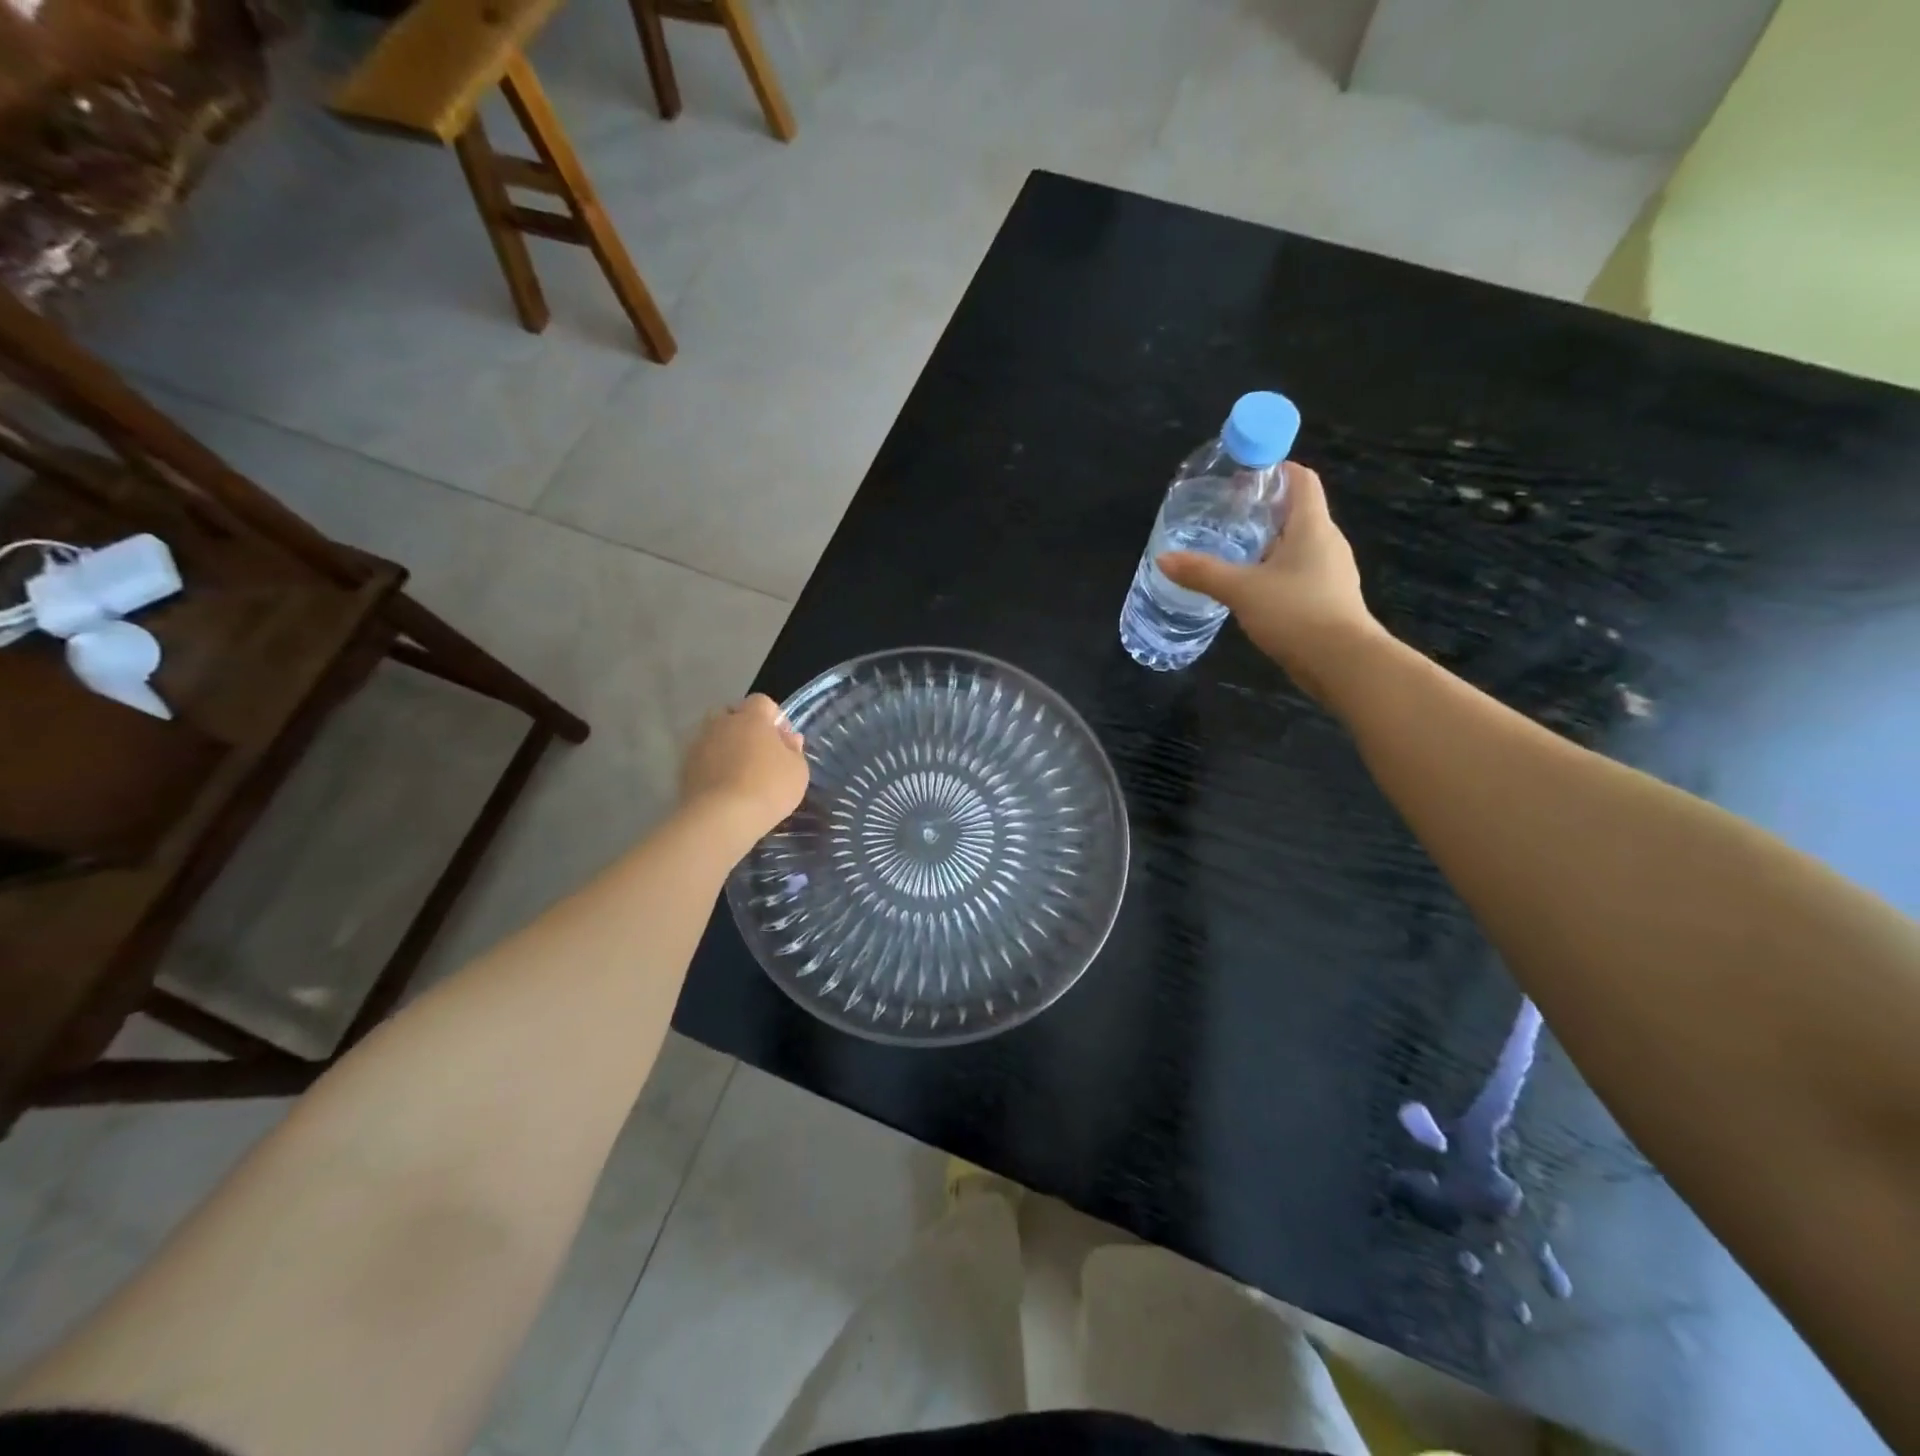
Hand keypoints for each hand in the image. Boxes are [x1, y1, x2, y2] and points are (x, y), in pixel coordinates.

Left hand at [679, 694, 808, 846]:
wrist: (721, 818)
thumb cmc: (768, 787)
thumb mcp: (797, 771)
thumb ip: (794, 750)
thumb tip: (790, 739)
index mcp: (751, 718)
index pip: (762, 702)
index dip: (774, 718)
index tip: (783, 741)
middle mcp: (721, 723)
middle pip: (731, 714)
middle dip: (744, 727)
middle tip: (758, 753)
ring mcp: (699, 744)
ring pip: (713, 735)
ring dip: (725, 747)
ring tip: (739, 772)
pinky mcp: (684, 768)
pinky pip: (702, 758)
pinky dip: (712, 766)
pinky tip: (723, 788)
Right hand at [1158, 462, 1385, 703]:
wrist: (1341, 663)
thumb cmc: (1296, 612)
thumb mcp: (1241, 590)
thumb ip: (1202, 572)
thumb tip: (1163, 559)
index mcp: (1312, 526)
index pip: (1301, 479)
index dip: (1276, 468)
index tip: (1243, 474)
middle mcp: (1327, 542)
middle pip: (1296, 512)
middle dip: (1262, 509)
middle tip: (1225, 514)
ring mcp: (1330, 572)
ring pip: (1297, 545)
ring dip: (1267, 543)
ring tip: (1232, 551)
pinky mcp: (1327, 599)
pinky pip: (1298, 573)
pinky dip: (1275, 572)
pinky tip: (1250, 587)